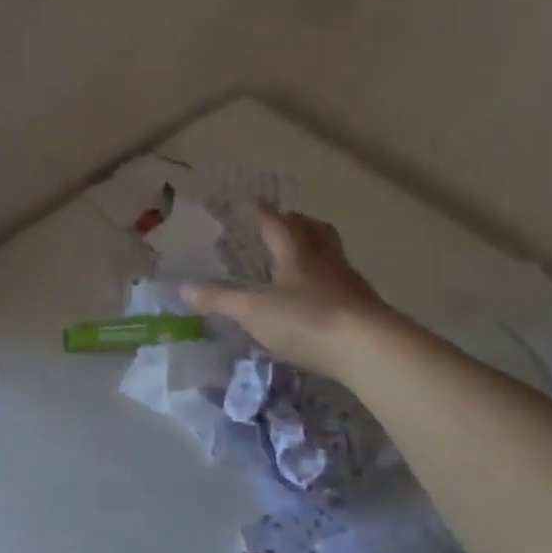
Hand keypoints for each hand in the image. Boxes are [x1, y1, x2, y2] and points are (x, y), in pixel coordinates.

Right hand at [183, 206, 384, 371]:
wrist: (368, 349)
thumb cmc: (306, 320)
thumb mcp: (253, 312)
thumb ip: (220, 300)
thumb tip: (184, 287)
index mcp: (296, 253)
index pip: (278, 224)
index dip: (264, 213)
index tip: (254, 203)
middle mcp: (325, 260)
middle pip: (314, 232)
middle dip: (298, 224)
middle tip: (285, 222)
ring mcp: (348, 283)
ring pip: (332, 255)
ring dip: (316, 249)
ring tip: (301, 257)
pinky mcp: (363, 308)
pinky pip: (341, 283)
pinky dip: (327, 281)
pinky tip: (318, 297)